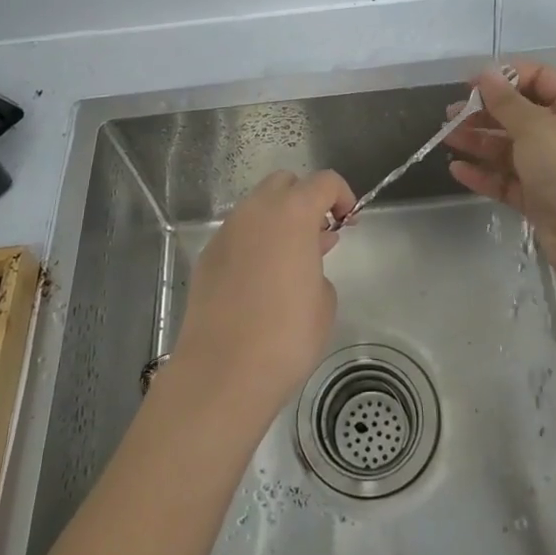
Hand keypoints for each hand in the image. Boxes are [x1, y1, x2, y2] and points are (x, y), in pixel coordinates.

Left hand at [168, 170, 353, 419]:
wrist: (222, 372)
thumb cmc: (286, 335)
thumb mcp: (324, 300)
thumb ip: (319, 265)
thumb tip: (304, 262)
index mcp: (291, 213)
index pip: (323, 181)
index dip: (342, 196)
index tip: (347, 223)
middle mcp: (255, 212)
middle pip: (284, 183)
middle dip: (305, 199)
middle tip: (318, 236)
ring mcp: (226, 232)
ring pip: (257, 208)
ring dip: (278, 221)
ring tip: (291, 261)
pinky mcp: (208, 257)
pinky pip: (238, 235)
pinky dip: (254, 243)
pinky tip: (260, 281)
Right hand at [444, 60, 555, 279]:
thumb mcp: (535, 127)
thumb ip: (506, 101)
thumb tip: (487, 74)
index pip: (539, 79)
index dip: (505, 77)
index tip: (470, 85)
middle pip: (520, 114)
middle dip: (484, 112)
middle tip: (451, 114)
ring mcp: (552, 168)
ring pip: (509, 148)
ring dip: (478, 141)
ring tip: (446, 138)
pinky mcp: (539, 197)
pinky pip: (507, 179)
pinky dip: (484, 174)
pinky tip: (457, 170)